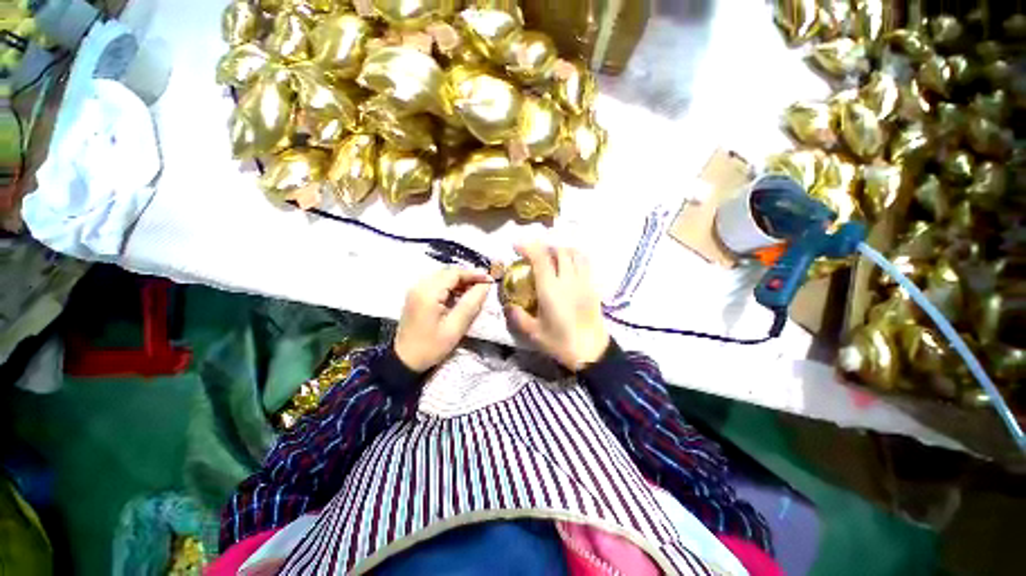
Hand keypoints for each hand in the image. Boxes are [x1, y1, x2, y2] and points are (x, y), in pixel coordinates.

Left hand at [394, 267, 492, 371]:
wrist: (404, 361)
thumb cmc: (431, 346)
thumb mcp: (455, 327)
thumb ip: (471, 303)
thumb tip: (485, 285)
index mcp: (428, 293)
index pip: (454, 273)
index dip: (474, 274)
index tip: (490, 280)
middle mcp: (419, 286)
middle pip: (448, 272)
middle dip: (468, 276)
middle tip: (484, 285)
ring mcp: (416, 290)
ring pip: (442, 277)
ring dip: (460, 281)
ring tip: (475, 290)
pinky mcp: (416, 296)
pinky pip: (436, 284)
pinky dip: (450, 286)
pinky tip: (460, 296)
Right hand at [505, 243, 609, 370]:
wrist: (591, 352)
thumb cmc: (560, 343)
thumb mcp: (533, 333)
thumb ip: (518, 316)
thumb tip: (508, 305)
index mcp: (551, 289)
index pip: (540, 258)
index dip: (528, 247)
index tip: (516, 246)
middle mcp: (568, 280)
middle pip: (560, 251)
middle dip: (545, 247)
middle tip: (535, 254)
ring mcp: (584, 282)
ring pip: (576, 254)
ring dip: (562, 250)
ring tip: (553, 256)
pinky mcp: (593, 288)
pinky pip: (585, 264)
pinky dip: (575, 257)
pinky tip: (569, 267)